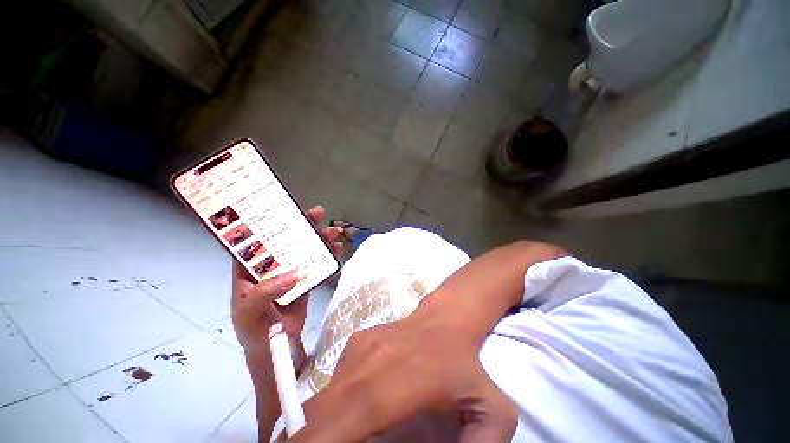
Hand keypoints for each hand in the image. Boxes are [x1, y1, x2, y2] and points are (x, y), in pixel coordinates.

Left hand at [231, 206, 341, 354]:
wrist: (274, 347)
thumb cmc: (253, 330)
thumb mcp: (249, 313)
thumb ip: (266, 292)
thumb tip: (298, 272)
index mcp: (248, 268)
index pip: (257, 238)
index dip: (270, 221)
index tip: (288, 210)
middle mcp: (270, 265)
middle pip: (287, 239)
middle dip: (303, 225)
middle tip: (319, 214)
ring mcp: (289, 272)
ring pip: (305, 249)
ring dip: (320, 239)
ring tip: (334, 232)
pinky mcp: (304, 280)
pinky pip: (317, 264)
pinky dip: (328, 257)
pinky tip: (337, 251)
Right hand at [294, 312, 517, 441]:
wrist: (445, 320)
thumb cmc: (466, 367)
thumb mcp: (490, 415)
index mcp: (392, 388)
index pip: (333, 429)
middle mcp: (364, 366)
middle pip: (314, 418)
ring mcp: (356, 349)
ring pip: (319, 401)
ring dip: (319, 428)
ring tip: (343, 436)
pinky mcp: (354, 342)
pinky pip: (331, 384)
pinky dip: (332, 406)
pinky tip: (358, 408)